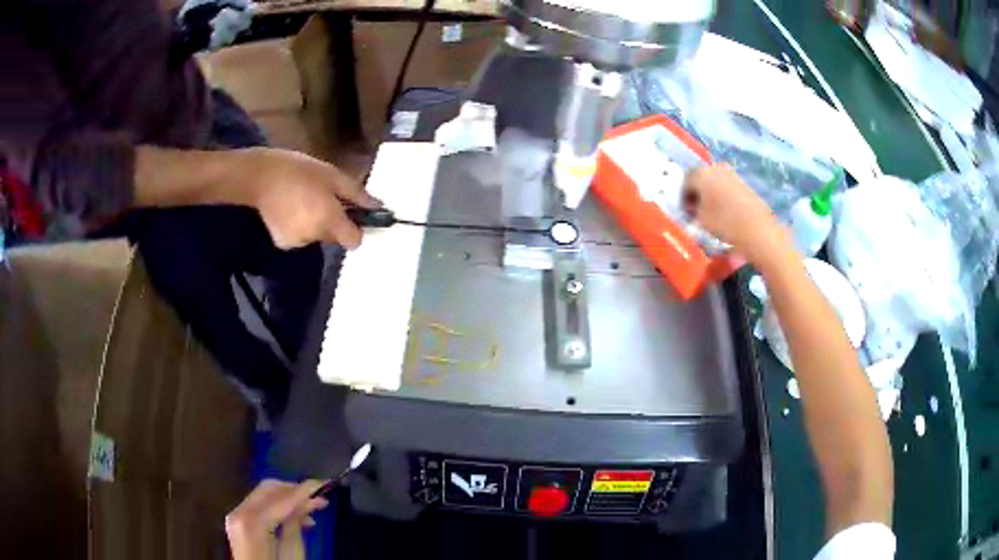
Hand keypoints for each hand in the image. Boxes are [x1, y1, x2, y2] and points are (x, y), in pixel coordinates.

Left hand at [225, 479, 328, 559]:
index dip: (304, 490)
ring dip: (287, 498)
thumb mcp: (292, 554)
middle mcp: (239, 512)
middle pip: (268, 489)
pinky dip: (276, 506)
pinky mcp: (238, 521)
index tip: (325, 483)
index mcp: (252, 522)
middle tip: (319, 497)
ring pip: (262, 494)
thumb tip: (306, 502)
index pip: (281, 498)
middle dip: (295, 490)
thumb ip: (296, 525)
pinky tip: (294, 517)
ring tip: (311, 510)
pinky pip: (257, 505)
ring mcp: (235, 516)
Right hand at [234, 148, 380, 249]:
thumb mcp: (332, 176)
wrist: (259, 177)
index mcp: (329, 220)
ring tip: (304, 200)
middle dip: (335, 222)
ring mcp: (297, 242)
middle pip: (336, 238)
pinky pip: (301, 237)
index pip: (354, 241)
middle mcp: (314, 237)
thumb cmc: (299, 170)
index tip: (353, 214)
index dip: (357, 229)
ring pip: (318, 236)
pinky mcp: (283, 243)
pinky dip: (300, 226)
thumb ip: (356, 194)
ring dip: (317, 223)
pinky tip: (290, 209)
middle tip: (325, 198)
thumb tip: (377, 206)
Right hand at [682, 164, 787, 264]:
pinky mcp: (744, 184)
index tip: (685, 211)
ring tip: (711, 212)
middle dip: (697, 192)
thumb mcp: (700, 219)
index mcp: (701, 173)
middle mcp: (716, 168)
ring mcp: (732, 174)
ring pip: (715, 181)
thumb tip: (694, 206)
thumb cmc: (724, 223)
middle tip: (696, 210)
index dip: (683, 196)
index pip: (685, 181)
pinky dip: (723, 196)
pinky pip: (727, 187)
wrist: (757, 229)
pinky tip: (725, 211)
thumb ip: (693, 209)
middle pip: (701, 177)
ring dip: (710, 193)